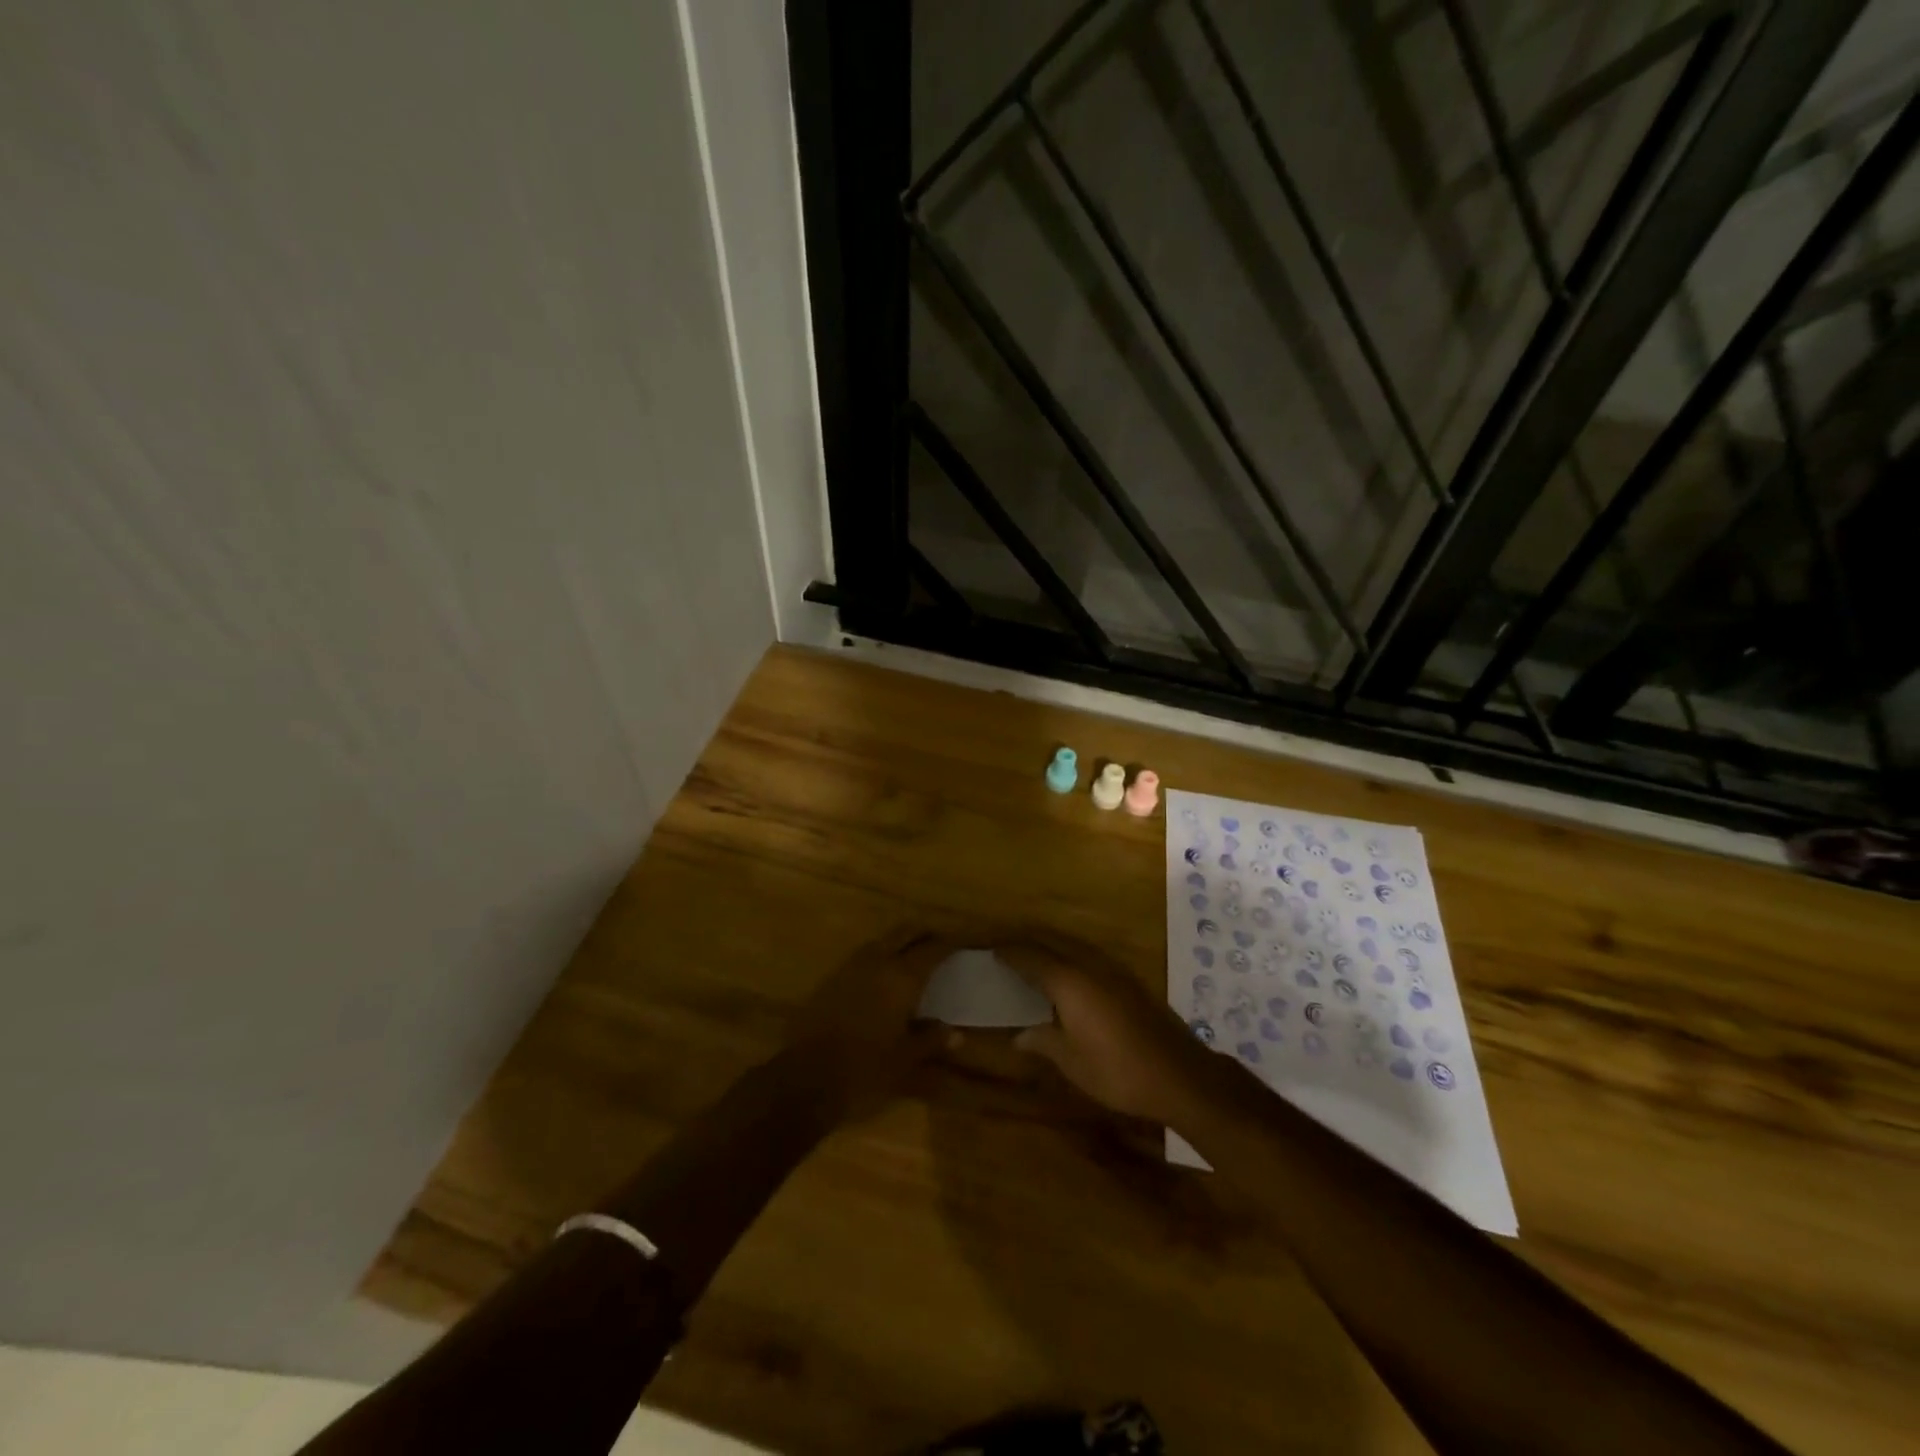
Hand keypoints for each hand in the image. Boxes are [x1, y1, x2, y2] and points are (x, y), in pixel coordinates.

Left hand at [788, 926, 955, 1116]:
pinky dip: (880, 956)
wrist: (805, 1077)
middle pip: (905, 933)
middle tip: (940, 940)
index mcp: (901, 977)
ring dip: (900, 941)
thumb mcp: (905, 1060)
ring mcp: (851, 968)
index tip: (963, 941)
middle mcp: (878, 962)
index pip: (932, 949)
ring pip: (882, 941)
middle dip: (924, 932)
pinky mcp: (831, 979)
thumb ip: (931, 1040)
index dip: (950, 942)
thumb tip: (955, 1032)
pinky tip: (883, 974)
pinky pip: (864, 956)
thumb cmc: (865, 1069)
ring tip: (914, 953)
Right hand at [999, 931, 1216, 1125]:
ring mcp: (1114, 971)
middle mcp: (1090, 966)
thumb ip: (1042, 1041)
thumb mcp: (1071, 1062)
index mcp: (1069, 982)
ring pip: (1074, 949)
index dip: (1011, 954)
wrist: (1178, 1075)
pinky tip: (1070, 980)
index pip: (1032, 958)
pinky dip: (1072, 962)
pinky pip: (1091, 960)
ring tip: (1034, 963)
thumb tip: (1017, 1036)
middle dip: (1029, 946)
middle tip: (1009, 953)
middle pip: (1053, 945)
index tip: (993, 951)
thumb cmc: (1116, 1070)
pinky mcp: (1130, 982)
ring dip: (1052, 951)